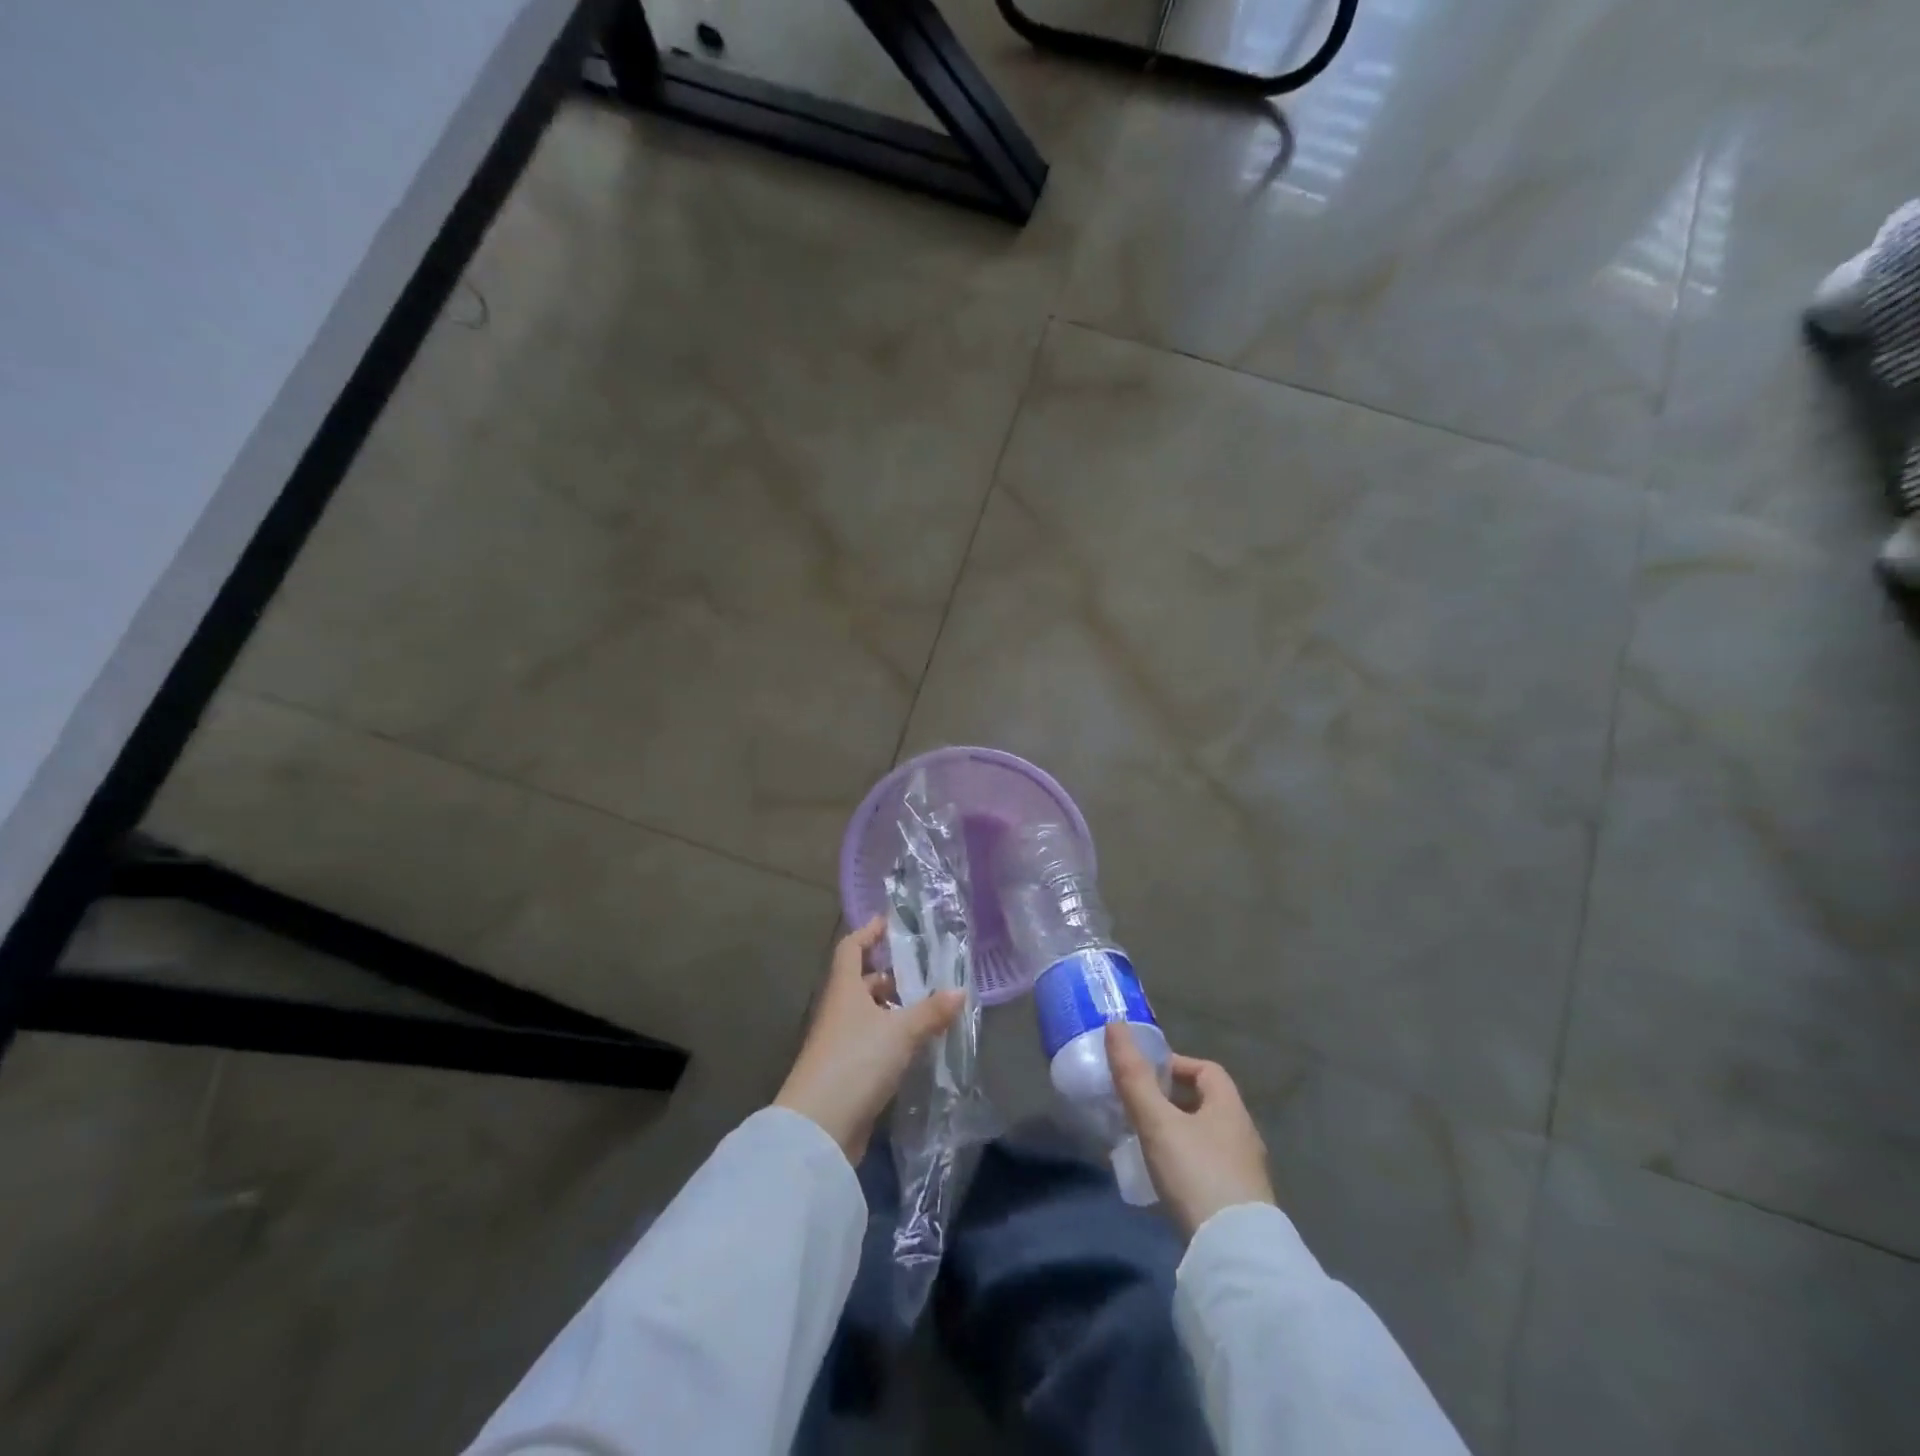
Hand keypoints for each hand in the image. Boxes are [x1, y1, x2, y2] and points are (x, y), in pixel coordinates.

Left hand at [775, 918, 962, 1162]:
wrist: (818, 1127)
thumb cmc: (856, 1061)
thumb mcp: (900, 1032)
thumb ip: (931, 1011)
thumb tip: (960, 990)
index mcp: (844, 989)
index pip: (851, 948)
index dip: (868, 933)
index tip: (888, 922)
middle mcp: (839, 1010)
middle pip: (861, 982)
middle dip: (889, 974)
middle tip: (922, 969)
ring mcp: (840, 1043)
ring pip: (868, 1014)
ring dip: (892, 1008)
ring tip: (927, 1006)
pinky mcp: (846, 1072)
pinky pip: (872, 1042)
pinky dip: (891, 1037)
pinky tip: (915, 1044)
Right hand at [1106, 1022, 1275, 1237]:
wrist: (1236, 1257)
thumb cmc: (1197, 1175)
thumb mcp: (1157, 1122)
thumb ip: (1134, 1077)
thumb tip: (1115, 1024)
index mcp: (1230, 1108)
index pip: (1206, 1070)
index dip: (1175, 1065)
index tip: (1145, 1076)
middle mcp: (1244, 1134)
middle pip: (1207, 1103)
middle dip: (1173, 1101)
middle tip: (1139, 1108)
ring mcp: (1246, 1172)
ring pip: (1208, 1137)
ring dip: (1179, 1133)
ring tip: (1146, 1143)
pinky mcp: (1241, 1204)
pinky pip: (1210, 1168)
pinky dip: (1187, 1163)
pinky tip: (1166, 1180)